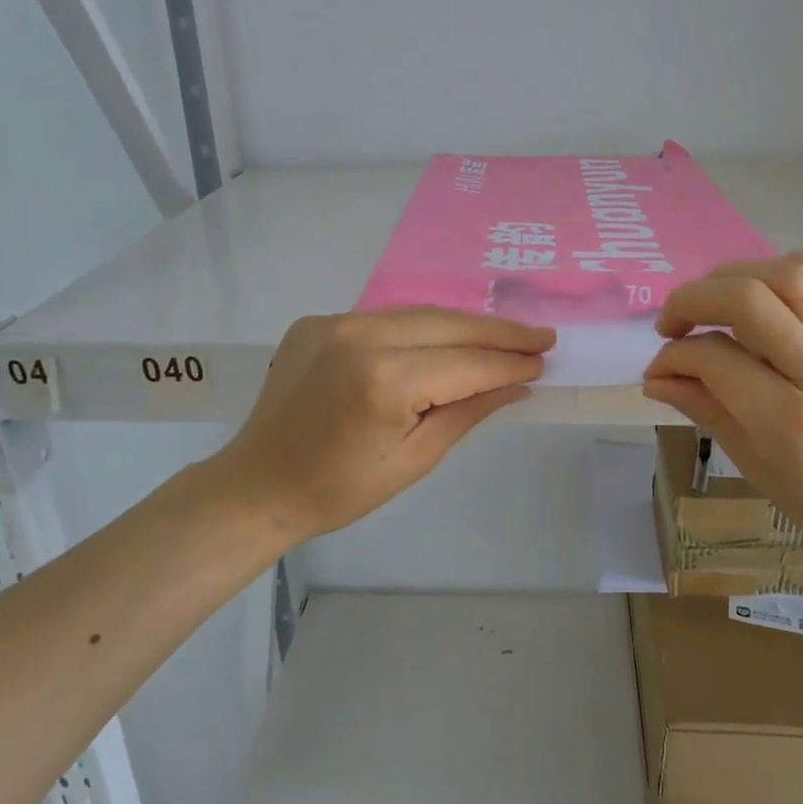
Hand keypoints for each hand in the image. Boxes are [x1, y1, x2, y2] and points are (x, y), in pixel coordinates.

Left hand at [201, 308, 554, 546]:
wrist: (258, 484)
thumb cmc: (340, 489)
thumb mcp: (415, 459)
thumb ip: (468, 412)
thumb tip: (517, 383)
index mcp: (385, 379)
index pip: (466, 363)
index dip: (508, 361)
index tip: (544, 357)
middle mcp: (360, 335)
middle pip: (447, 324)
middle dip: (497, 331)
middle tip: (539, 336)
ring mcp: (335, 322)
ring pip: (418, 314)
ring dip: (462, 325)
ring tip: (502, 335)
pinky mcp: (317, 322)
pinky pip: (384, 319)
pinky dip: (419, 328)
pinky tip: (443, 340)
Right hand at [643, 253, 802, 572]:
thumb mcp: (757, 470)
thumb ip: (707, 412)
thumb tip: (657, 379)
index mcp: (787, 422)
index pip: (713, 359)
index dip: (671, 357)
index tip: (659, 371)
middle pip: (747, 299)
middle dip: (692, 300)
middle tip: (672, 325)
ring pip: (789, 276)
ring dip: (736, 277)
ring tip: (715, 302)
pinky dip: (791, 269)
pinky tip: (768, 287)